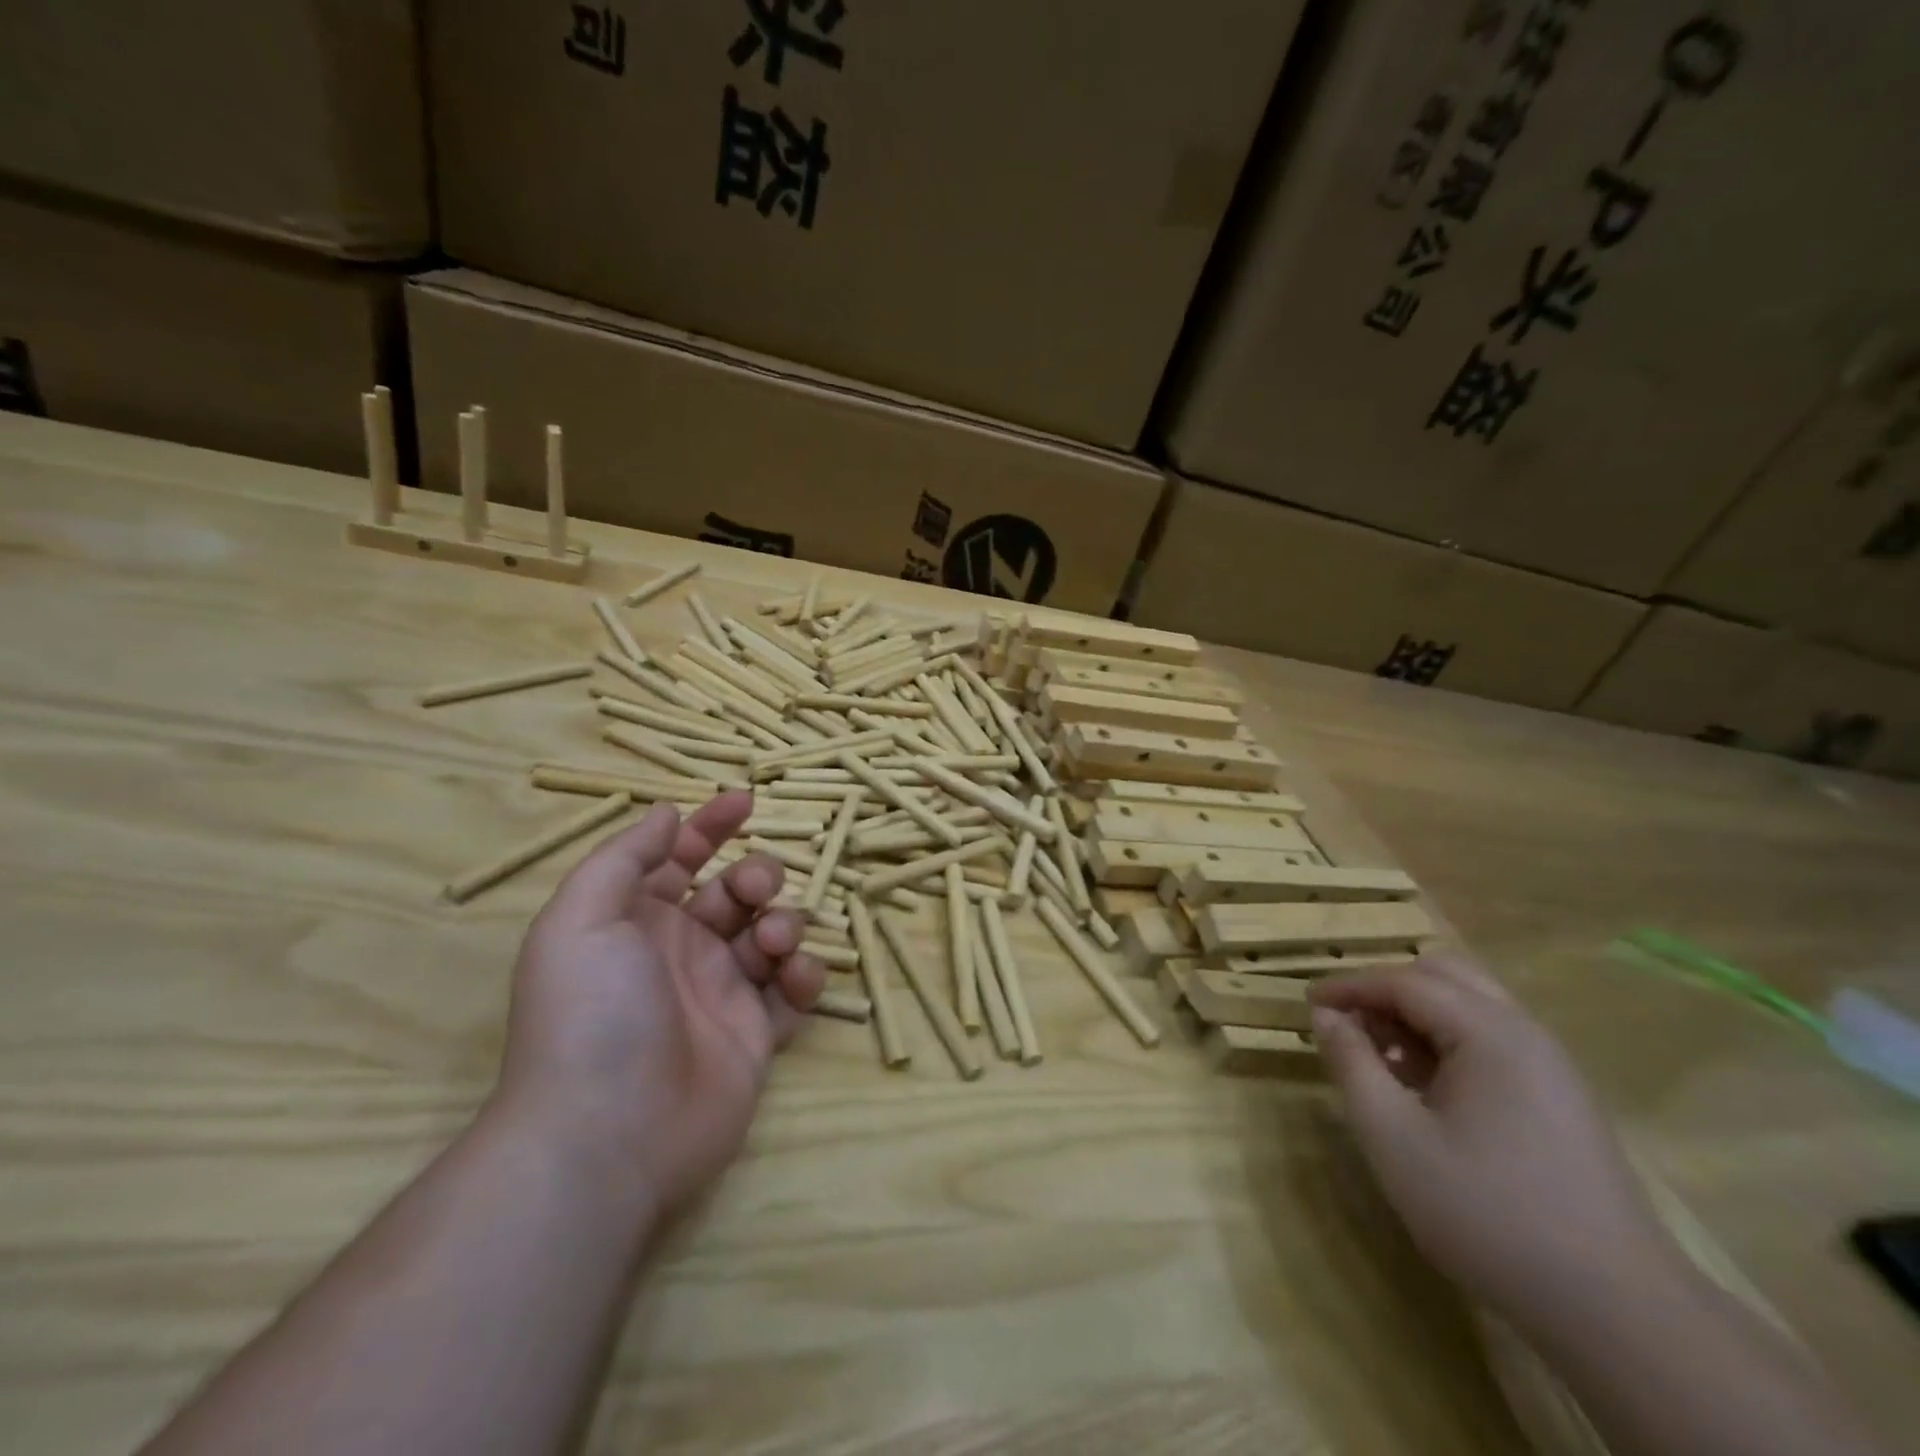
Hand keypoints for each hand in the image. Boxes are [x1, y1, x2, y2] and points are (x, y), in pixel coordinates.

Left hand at [493, 791, 825, 1219]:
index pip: (680, 859)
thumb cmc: (591, 1013)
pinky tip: (795, 977)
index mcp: (638, 921)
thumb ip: (624, 857)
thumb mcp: (581, 919)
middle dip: (758, 876)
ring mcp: (722, 994)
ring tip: (772, 945)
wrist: (609, 1134)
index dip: (710, 826)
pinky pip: (793, 992)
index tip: (746, 800)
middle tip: (755, 892)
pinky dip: (804, 975)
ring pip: (772, 934)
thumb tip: (666, 813)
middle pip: (736, 892)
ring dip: (784, 922)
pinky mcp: (756, 1036)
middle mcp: (682, 952)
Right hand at [1309, 958, 1677, 1339]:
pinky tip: (1426, 1090)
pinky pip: (1492, 1041)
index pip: (1404, 981)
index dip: (1349, 987)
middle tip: (1348, 1025)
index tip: (1306, 1003)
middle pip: (1444, 976)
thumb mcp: (1394, 1138)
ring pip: (1470, 1006)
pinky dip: (1447, 1042)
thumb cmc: (1488, 1214)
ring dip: (1417, 1015)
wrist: (1619, 1313)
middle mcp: (1525, 1033)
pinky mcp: (1560, 1099)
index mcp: (1490, 1033)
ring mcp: (1550, 1066)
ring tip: (1382, 1059)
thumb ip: (1352, 1064)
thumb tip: (1325, 1016)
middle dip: (1387, 990)